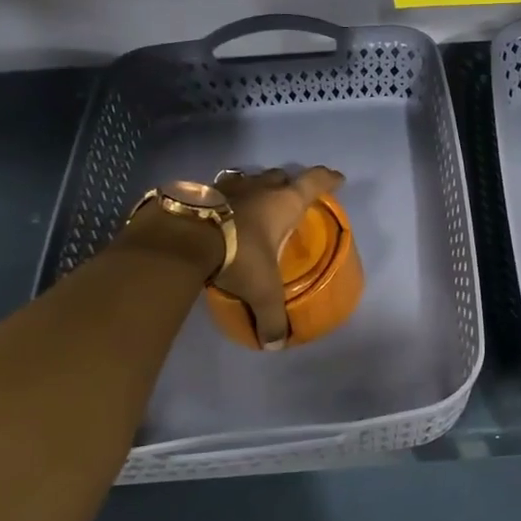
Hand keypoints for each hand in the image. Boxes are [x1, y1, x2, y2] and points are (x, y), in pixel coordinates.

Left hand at [212, 166, 344, 349]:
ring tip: (255, 202)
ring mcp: (228, 185)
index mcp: (284, 203)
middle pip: (281, 176)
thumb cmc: (239, 255)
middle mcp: (260, 187)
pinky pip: (219, 190)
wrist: (182, 237)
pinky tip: (219, 212)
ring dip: (256, 187)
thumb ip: (270, 317)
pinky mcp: (200, 191)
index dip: (328, 179)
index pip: (315, 182)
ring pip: (249, 178)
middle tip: (290, 197)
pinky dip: (225, 198)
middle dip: (289, 183)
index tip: (338, 179)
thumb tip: (275, 345)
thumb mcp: (261, 290)